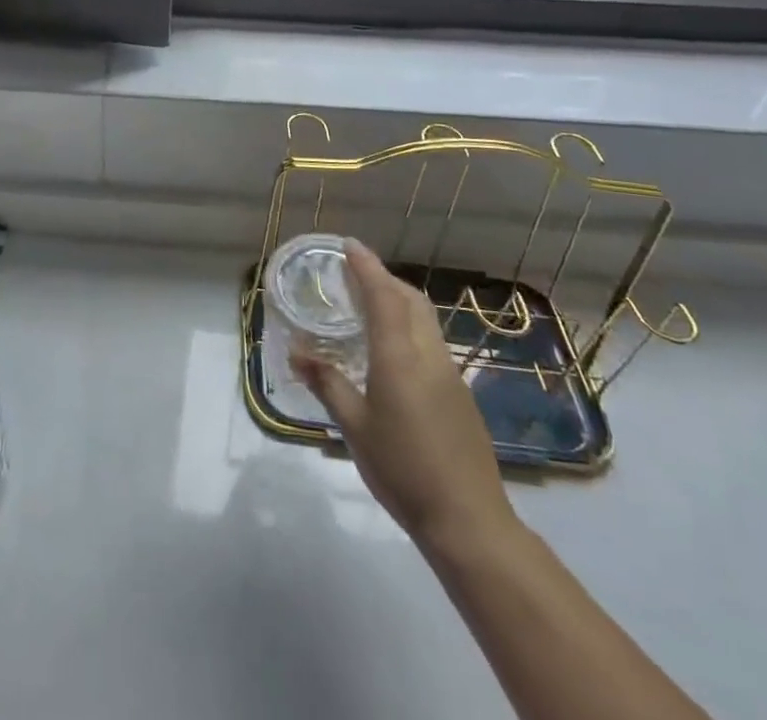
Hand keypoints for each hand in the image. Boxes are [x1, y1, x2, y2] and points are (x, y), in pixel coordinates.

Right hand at [292, 240, 515, 550]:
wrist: (470, 522)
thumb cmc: (403, 470)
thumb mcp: (354, 427)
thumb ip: (327, 383)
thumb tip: (296, 351)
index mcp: (400, 357)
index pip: (383, 295)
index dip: (366, 266)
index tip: (348, 244)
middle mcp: (429, 355)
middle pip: (411, 299)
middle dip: (384, 278)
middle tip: (354, 273)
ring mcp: (450, 374)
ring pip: (425, 319)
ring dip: (398, 300)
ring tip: (368, 304)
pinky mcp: (460, 394)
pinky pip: (431, 341)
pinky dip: (409, 326)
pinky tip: (392, 349)